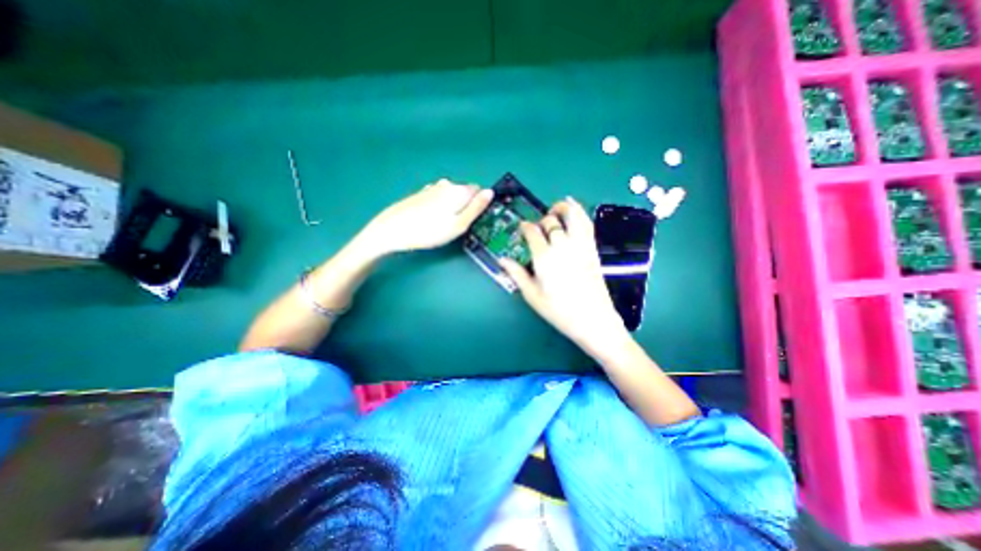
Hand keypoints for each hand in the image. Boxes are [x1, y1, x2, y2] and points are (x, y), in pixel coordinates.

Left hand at [359, 178, 493, 254]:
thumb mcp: (459, 225)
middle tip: (457, 225)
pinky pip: (439, 197)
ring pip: (452, 195)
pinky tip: (432, 218)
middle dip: (466, 205)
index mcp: (459, 190)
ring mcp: (432, 187)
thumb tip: (490, 192)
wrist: (393, 229)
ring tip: (444, 224)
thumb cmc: (429, 231)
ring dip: (453, 206)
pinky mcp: (421, 193)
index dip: (480, 205)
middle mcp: (447, 184)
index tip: (473, 220)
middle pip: (466, 192)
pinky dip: (441, 205)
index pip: (480, 191)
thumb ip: (476, 208)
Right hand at [502, 199, 632, 357]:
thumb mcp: (532, 295)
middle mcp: (562, 245)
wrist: (593, 320)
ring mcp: (580, 245)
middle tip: (538, 229)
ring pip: (572, 215)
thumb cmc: (559, 311)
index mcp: (544, 257)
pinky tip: (573, 207)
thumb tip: (502, 259)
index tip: (522, 228)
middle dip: (542, 221)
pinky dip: (579, 211)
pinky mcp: (592, 248)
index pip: (532, 231)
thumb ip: (517, 274)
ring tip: (555, 210)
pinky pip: (586, 222)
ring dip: (562, 207)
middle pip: (550, 221)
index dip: (525, 227)